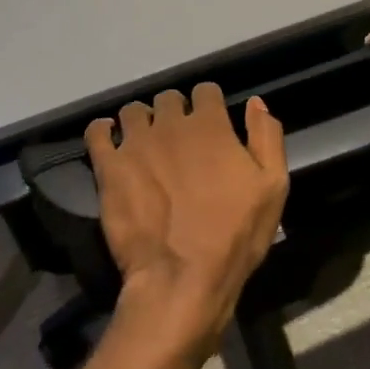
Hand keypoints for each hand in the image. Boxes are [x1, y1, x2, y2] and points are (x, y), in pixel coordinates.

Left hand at [85, 85, 288, 361]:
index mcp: (210, 125)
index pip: (205, 91)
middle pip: (168, 99)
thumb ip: (266, 137)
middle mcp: (170, 124)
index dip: (208, 105)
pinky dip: (103, 132)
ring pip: (133, 111)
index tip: (210, 124)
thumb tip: (256, 102)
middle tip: (178, 140)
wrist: (182, 278)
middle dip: (174, 113)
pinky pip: (97, 132)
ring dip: (140, 122)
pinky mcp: (108, 167)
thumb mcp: (272, 187)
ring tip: (144, 145)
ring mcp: (135, 144)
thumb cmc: (235, 235)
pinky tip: (110, 143)